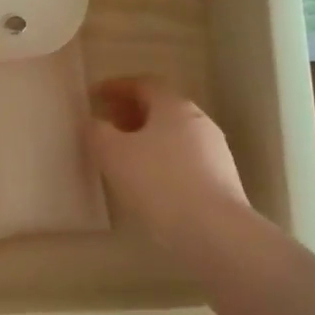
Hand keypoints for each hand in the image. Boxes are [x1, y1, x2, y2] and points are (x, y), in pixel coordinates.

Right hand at [89, 77, 253, 251]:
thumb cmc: (158, 182)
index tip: (94, 95)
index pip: (143, 83)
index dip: (116, 86)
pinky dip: (161, 158)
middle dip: (130, 112)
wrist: (214, 231)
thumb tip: (94, 122)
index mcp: (173, 106)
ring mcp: (214, 150)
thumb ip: (96, 132)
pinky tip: (147, 180)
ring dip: (146, 137)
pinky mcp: (221, 179)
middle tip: (106, 123)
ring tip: (122, 155)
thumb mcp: (112, 154)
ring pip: (173, 133)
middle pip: (160, 107)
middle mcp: (198, 120)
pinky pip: (183, 158)